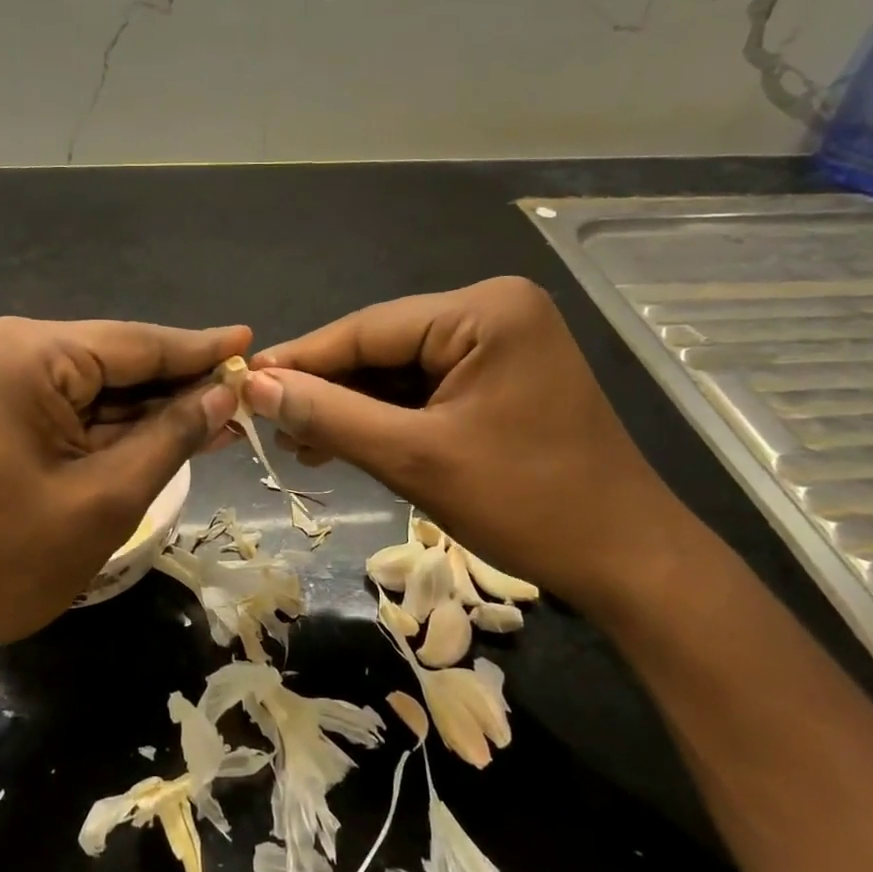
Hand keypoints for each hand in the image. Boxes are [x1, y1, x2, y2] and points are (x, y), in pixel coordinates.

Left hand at [0, 317, 247, 680]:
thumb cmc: (5, 560)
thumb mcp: (107, 498)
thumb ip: (171, 436)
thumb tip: (224, 395)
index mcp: (29, 355)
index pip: (136, 343)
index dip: (200, 349)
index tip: (252, 339)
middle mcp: (9, 350)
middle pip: (116, 361)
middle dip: (178, 385)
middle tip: (245, 394)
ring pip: (97, 387)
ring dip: (152, 409)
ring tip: (221, 417)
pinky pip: (72, 409)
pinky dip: (116, 426)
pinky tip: (167, 434)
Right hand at [246, 278, 688, 617]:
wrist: (628, 561)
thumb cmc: (527, 504)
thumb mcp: (415, 459)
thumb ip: (331, 416)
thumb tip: (256, 387)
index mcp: (484, 310)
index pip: (368, 328)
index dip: (302, 358)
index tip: (244, 383)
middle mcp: (494, 310)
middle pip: (383, 346)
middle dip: (328, 388)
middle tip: (269, 422)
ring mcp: (502, 342)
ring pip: (400, 369)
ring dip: (353, 406)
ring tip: (300, 441)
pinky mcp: (502, 375)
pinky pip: (427, 387)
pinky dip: (387, 416)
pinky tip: (346, 442)